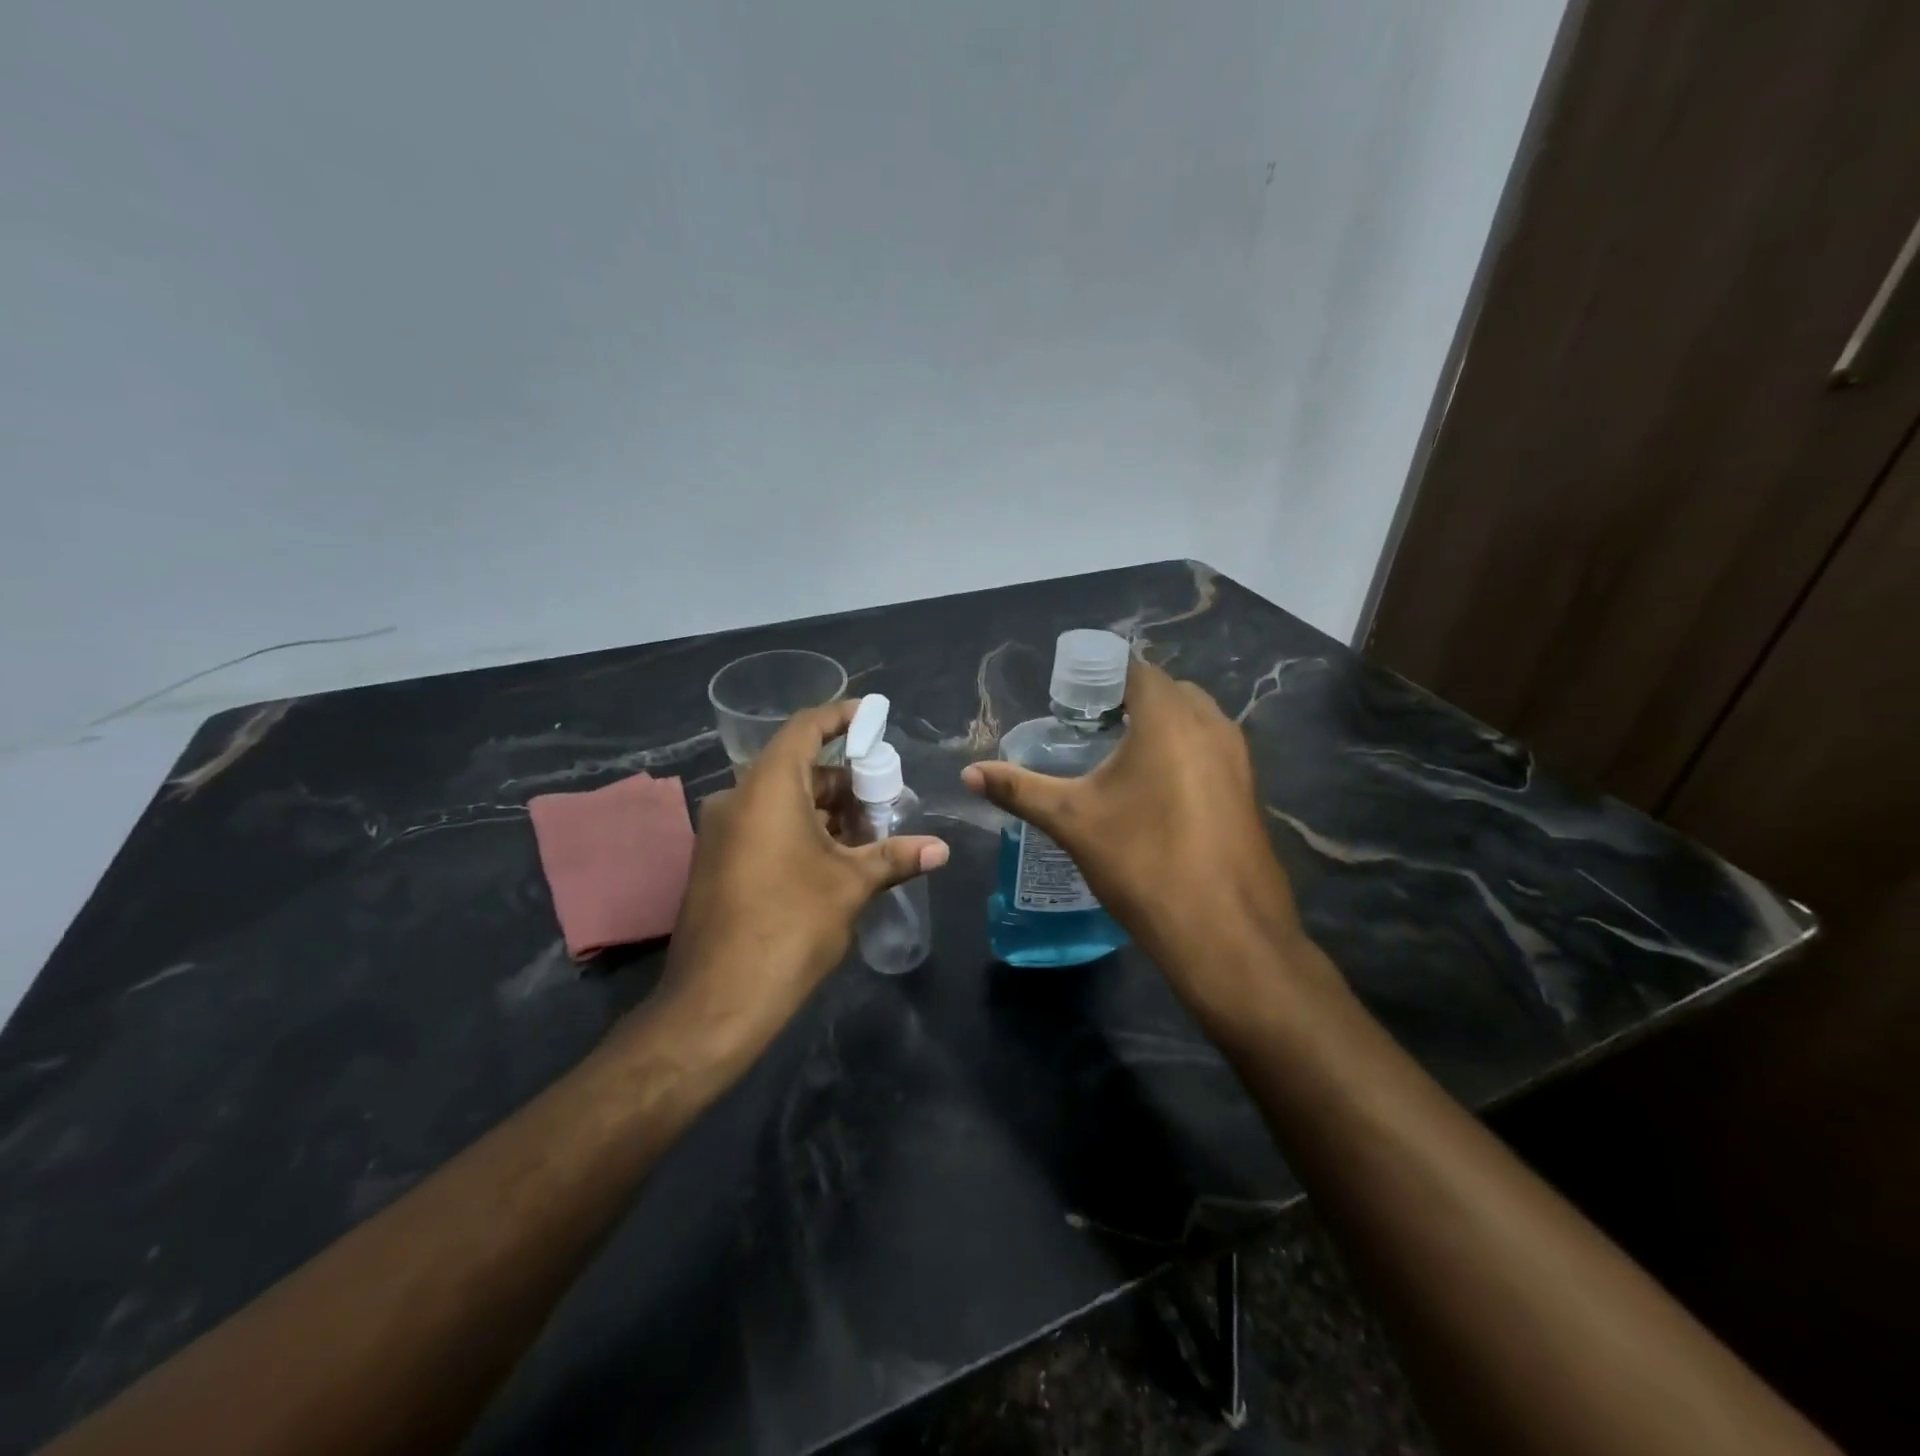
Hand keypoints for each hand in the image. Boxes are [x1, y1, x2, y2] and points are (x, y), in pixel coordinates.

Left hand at [658, 701, 948, 1044]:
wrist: (717, 1000)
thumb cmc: (790, 926)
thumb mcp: (850, 886)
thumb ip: (895, 857)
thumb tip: (941, 849)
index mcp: (768, 789)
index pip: (805, 729)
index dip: (840, 717)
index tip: (874, 717)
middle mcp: (738, 799)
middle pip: (797, 767)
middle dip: (845, 779)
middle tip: (886, 794)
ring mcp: (723, 832)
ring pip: (782, 801)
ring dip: (826, 809)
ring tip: (870, 830)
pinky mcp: (718, 862)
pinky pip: (765, 826)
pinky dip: (801, 829)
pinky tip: (836, 857)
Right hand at [962, 658, 1321, 1017]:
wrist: (1224, 932)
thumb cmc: (1143, 863)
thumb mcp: (1072, 821)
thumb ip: (1020, 789)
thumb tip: (969, 773)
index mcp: (1169, 718)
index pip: (1135, 669)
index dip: (1100, 678)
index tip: (1069, 701)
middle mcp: (1212, 725)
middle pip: (1167, 690)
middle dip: (1130, 699)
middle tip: (1089, 727)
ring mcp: (1239, 758)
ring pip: (1194, 720)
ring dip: (1160, 726)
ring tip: (1118, 759)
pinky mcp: (1249, 790)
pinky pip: (1211, 750)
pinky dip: (1183, 753)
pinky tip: (1155, 793)